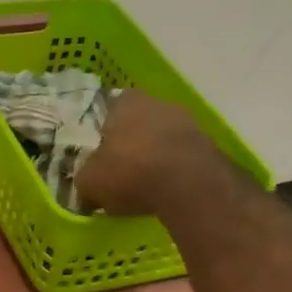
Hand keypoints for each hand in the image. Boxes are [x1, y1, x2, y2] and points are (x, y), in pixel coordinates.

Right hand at [76, 89, 224, 216]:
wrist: (188, 184)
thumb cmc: (129, 172)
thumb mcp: (89, 182)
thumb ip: (85, 179)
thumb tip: (86, 189)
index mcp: (124, 101)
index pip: (107, 112)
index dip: (101, 135)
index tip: (98, 157)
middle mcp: (156, 102)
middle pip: (136, 124)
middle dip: (128, 146)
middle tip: (118, 173)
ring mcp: (186, 120)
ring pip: (160, 139)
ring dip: (152, 158)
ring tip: (142, 185)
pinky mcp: (207, 144)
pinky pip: (180, 157)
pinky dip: (172, 170)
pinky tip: (164, 190)